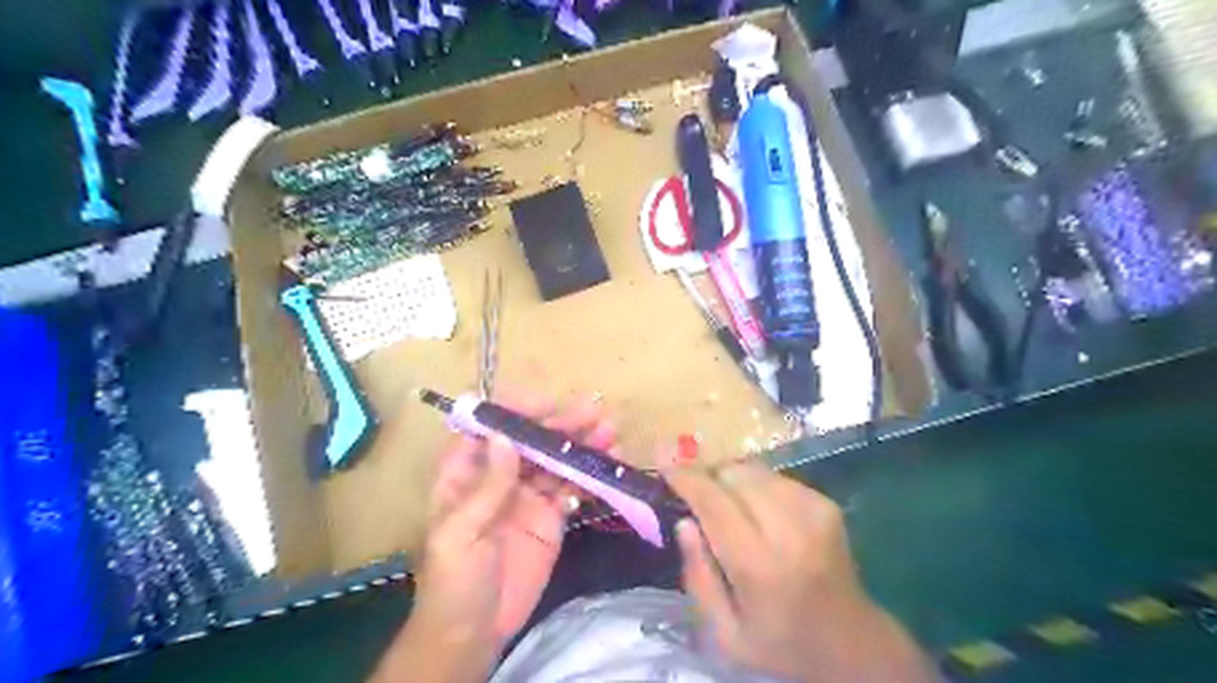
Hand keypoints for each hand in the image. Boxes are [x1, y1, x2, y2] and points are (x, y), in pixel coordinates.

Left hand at [412, 399, 618, 652]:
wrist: (474, 634)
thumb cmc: (453, 582)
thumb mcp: (460, 534)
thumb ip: (486, 487)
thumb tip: (505, 436)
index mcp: (466, 473)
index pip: (489, 428)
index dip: (515, 410)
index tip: (546, 404)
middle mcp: (498, 476)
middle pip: (530, 440)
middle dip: (559, 423)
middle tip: (593, 413)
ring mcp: (527, 496)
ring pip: (555, 460)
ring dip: (581, 443)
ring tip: (609, 430)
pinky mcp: (551, 517)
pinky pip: (572, 488)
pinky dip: (590, 474)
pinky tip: (609, 462)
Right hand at [664, 459, 939, 682]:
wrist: (852, 642)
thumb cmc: (781, 643)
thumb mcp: (725, 634)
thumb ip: (699, 577)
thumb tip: (684, 522)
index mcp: (761, 566)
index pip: (714, 503)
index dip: (686, 478)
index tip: (663, 461)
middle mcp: (789, 529)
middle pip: (733, 476)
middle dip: (707, 477)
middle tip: (694, 493)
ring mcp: (813, 511)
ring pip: (754, 470)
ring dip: (730, 479)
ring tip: (725, 504)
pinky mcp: (825, 503)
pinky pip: (774, 476)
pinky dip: (755, 485)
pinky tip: (756, 510)